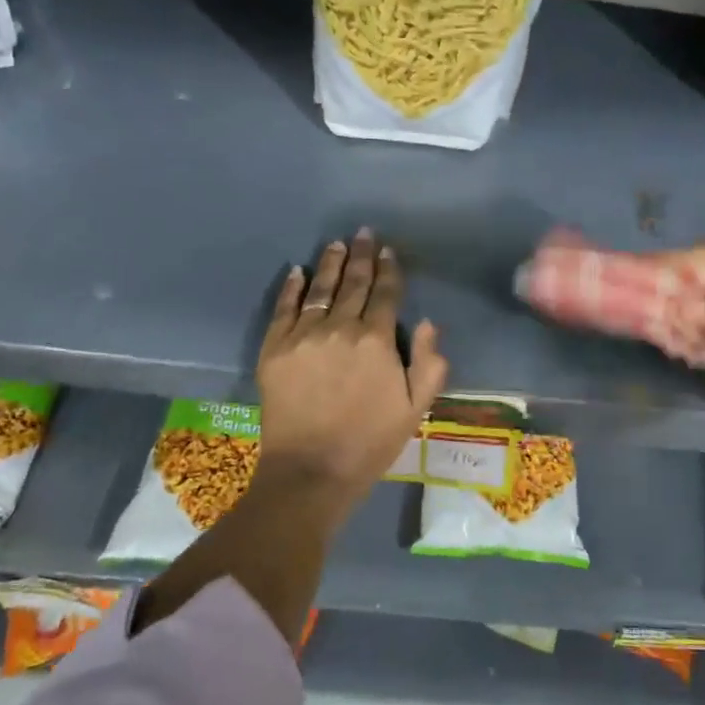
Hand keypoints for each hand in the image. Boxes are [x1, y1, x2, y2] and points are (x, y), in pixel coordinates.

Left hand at [256, 229, 447, 501]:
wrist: (311, 471)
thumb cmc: (370, 442)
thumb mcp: (416, 409)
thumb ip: (430, 364)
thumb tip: (429, 323)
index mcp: (377, 340)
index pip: (386, 294)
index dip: (389, 270)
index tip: (388, 251)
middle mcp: (340, 328)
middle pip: (352, 284)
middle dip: (361, 257)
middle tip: (363, 234)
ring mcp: (303, 336)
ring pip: (319, 289)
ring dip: (329, 264)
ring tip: (335, 244)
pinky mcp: (274, 349)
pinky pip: (284, 309)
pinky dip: (291, 288)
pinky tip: (296, 272)